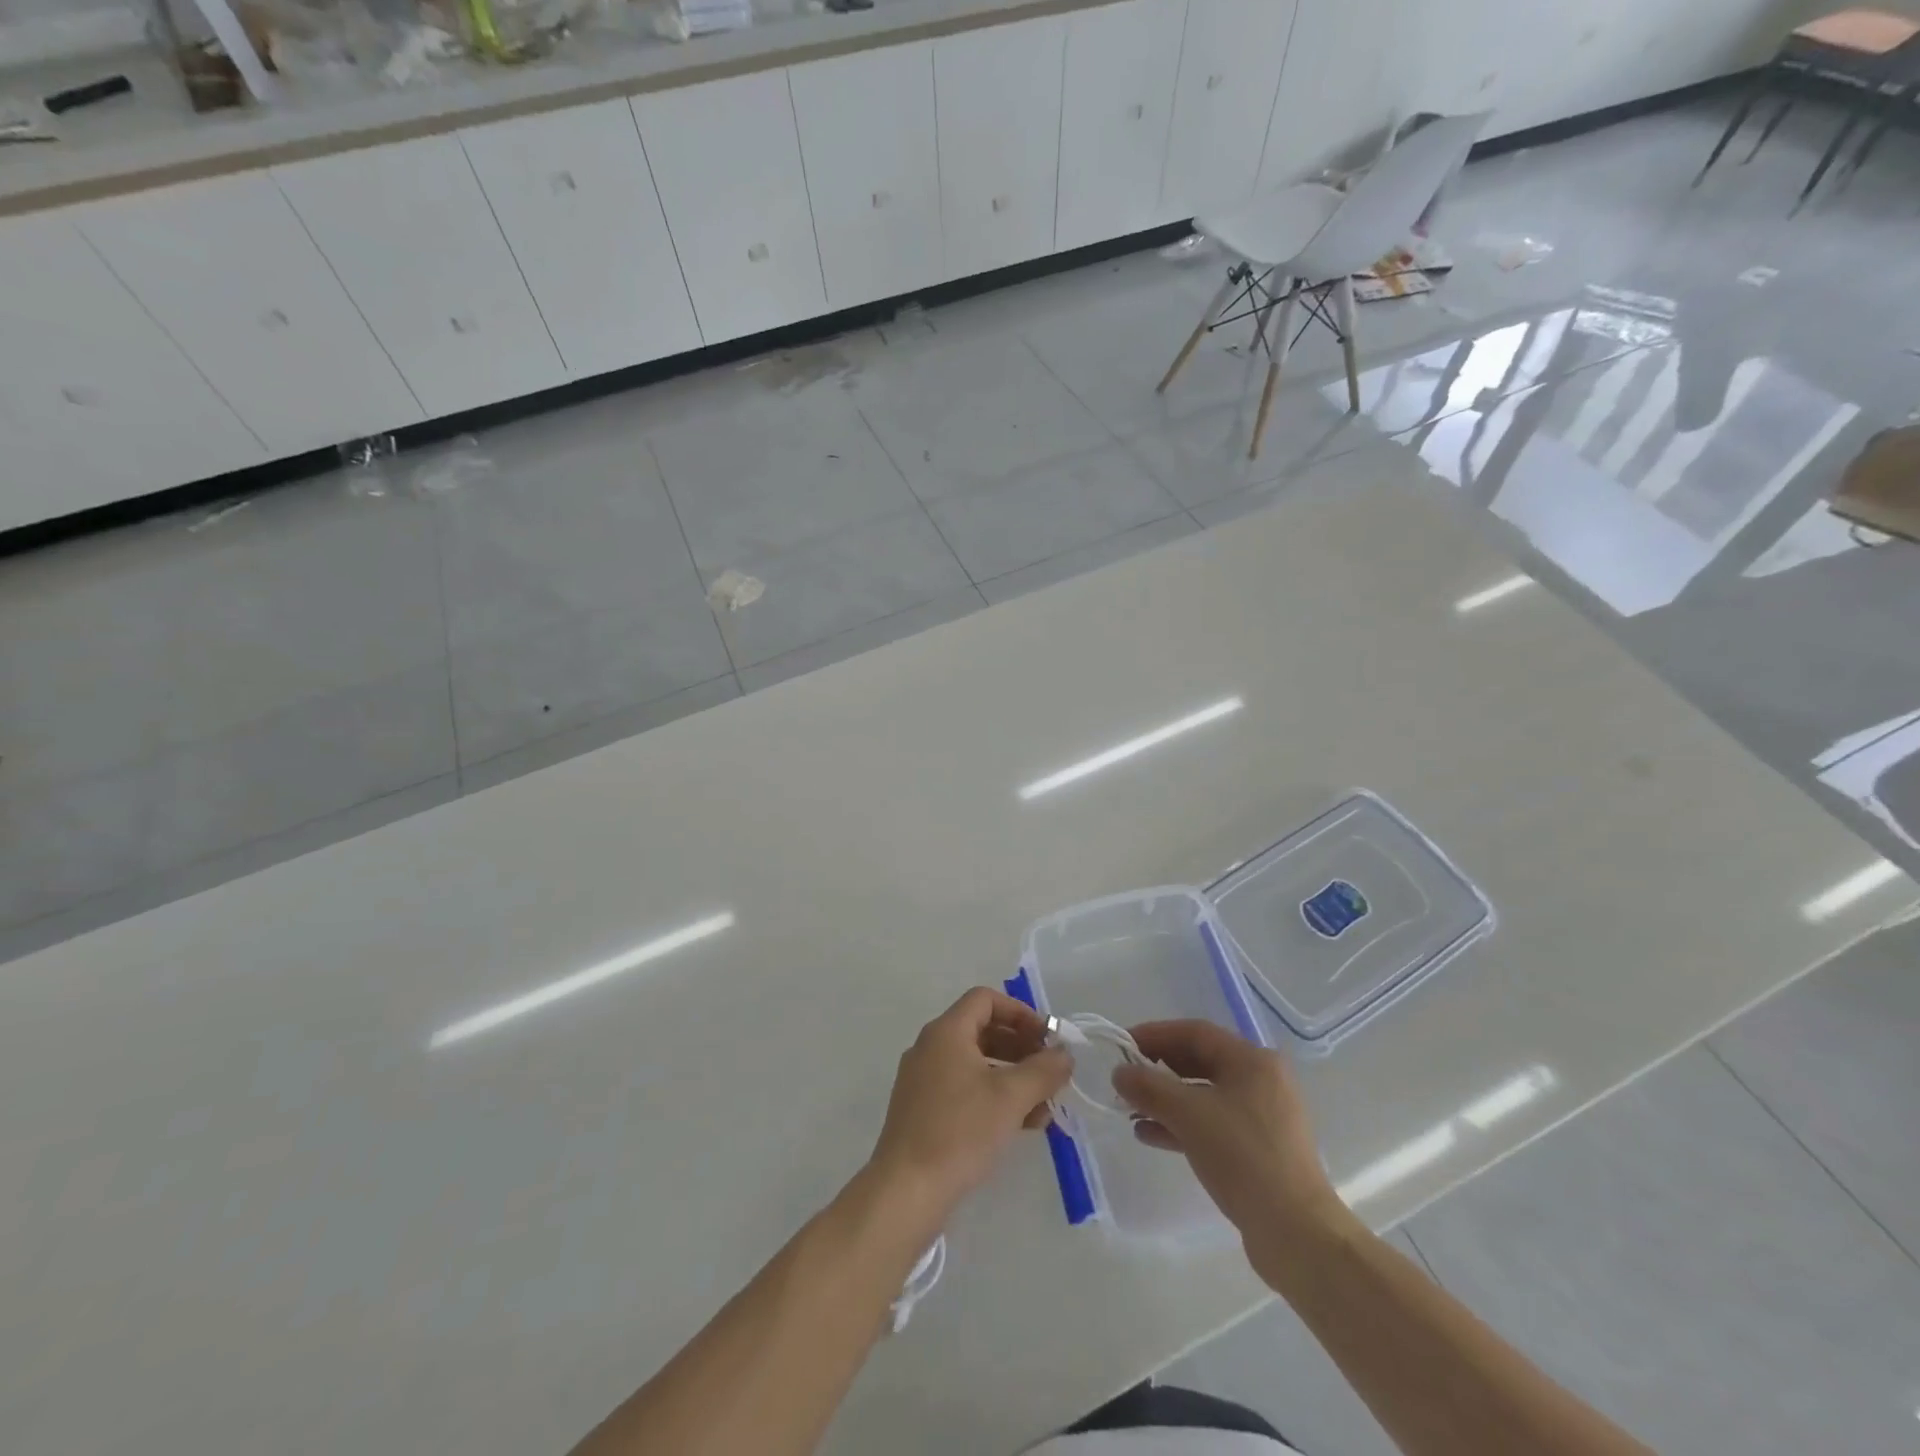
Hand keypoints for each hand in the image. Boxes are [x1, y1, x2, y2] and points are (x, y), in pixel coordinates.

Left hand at [868, 988, 1071, 1223]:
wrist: (906, 1191)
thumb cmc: (960, 1132)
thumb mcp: (1011, 1097)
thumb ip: (1043, 1070)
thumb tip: (1064, 1054)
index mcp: (946, 1032)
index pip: (985, 999)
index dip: (1020, 1013)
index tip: (1047, 1039)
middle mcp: (930, 1047)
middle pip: (982, 1030)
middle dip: (1021, 1048)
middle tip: (1051, 1073)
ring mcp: (923, 1079)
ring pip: (975, 1063)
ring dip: (1012, 1077)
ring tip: (1043, 1107)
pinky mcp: (922, 1110)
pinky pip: (963, 1088)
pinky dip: (992, 1097)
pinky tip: (1019, 1125)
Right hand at [1112, 1020, 1345, 1274]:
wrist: (1296, 1234)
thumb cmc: (1243, 1158)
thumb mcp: (1188, 1115)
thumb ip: (1149, 1087)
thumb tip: (1120, 1072)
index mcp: (1253, 1061)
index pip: (1195, 1033)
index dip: (1154, 1034)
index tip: (1122, 1044)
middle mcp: (1262, 1081)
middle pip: (1200, 1061)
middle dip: (1158, 1069)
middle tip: (1124, 1078)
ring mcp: (1263, 1117)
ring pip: (1204, 1095)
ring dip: (1166, 1100)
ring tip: (1131, 1111)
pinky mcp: (1259, 1149)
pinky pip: (1213, 1123)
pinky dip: (1182, 1124)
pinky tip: (1150, 1135)